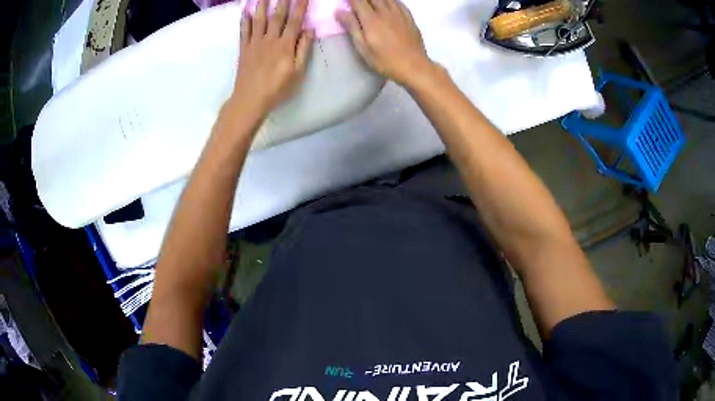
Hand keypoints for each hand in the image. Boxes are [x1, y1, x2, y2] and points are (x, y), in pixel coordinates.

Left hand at [231, 0, 314, 114]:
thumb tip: (310, 29)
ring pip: (259, 19)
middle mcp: (270, 39)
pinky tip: (246, 10)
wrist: (250, 100)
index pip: (295, 20)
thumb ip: (303, 49)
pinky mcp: (244, 49)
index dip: (300, 6)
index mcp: (285, 45)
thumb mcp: (298, 72)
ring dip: (262, 4)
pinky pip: (244, 31)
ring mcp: (255, 43)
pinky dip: (245, 20)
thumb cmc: (277, 89)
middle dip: (283, 0)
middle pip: (277, 15)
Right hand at [337, 0, 431, 85]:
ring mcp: (399, 14)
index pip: (358, 1)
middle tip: (357, 4)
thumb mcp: (363, 47)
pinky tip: (389, 3)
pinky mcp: (409, 18)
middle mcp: (385, 12)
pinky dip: (391, 0)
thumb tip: (340, 11)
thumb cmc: (385, 60)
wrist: (414, 66)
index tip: (345, 1)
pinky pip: (399, 3)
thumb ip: (352, 27)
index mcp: (371, 19)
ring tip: (371, 3)